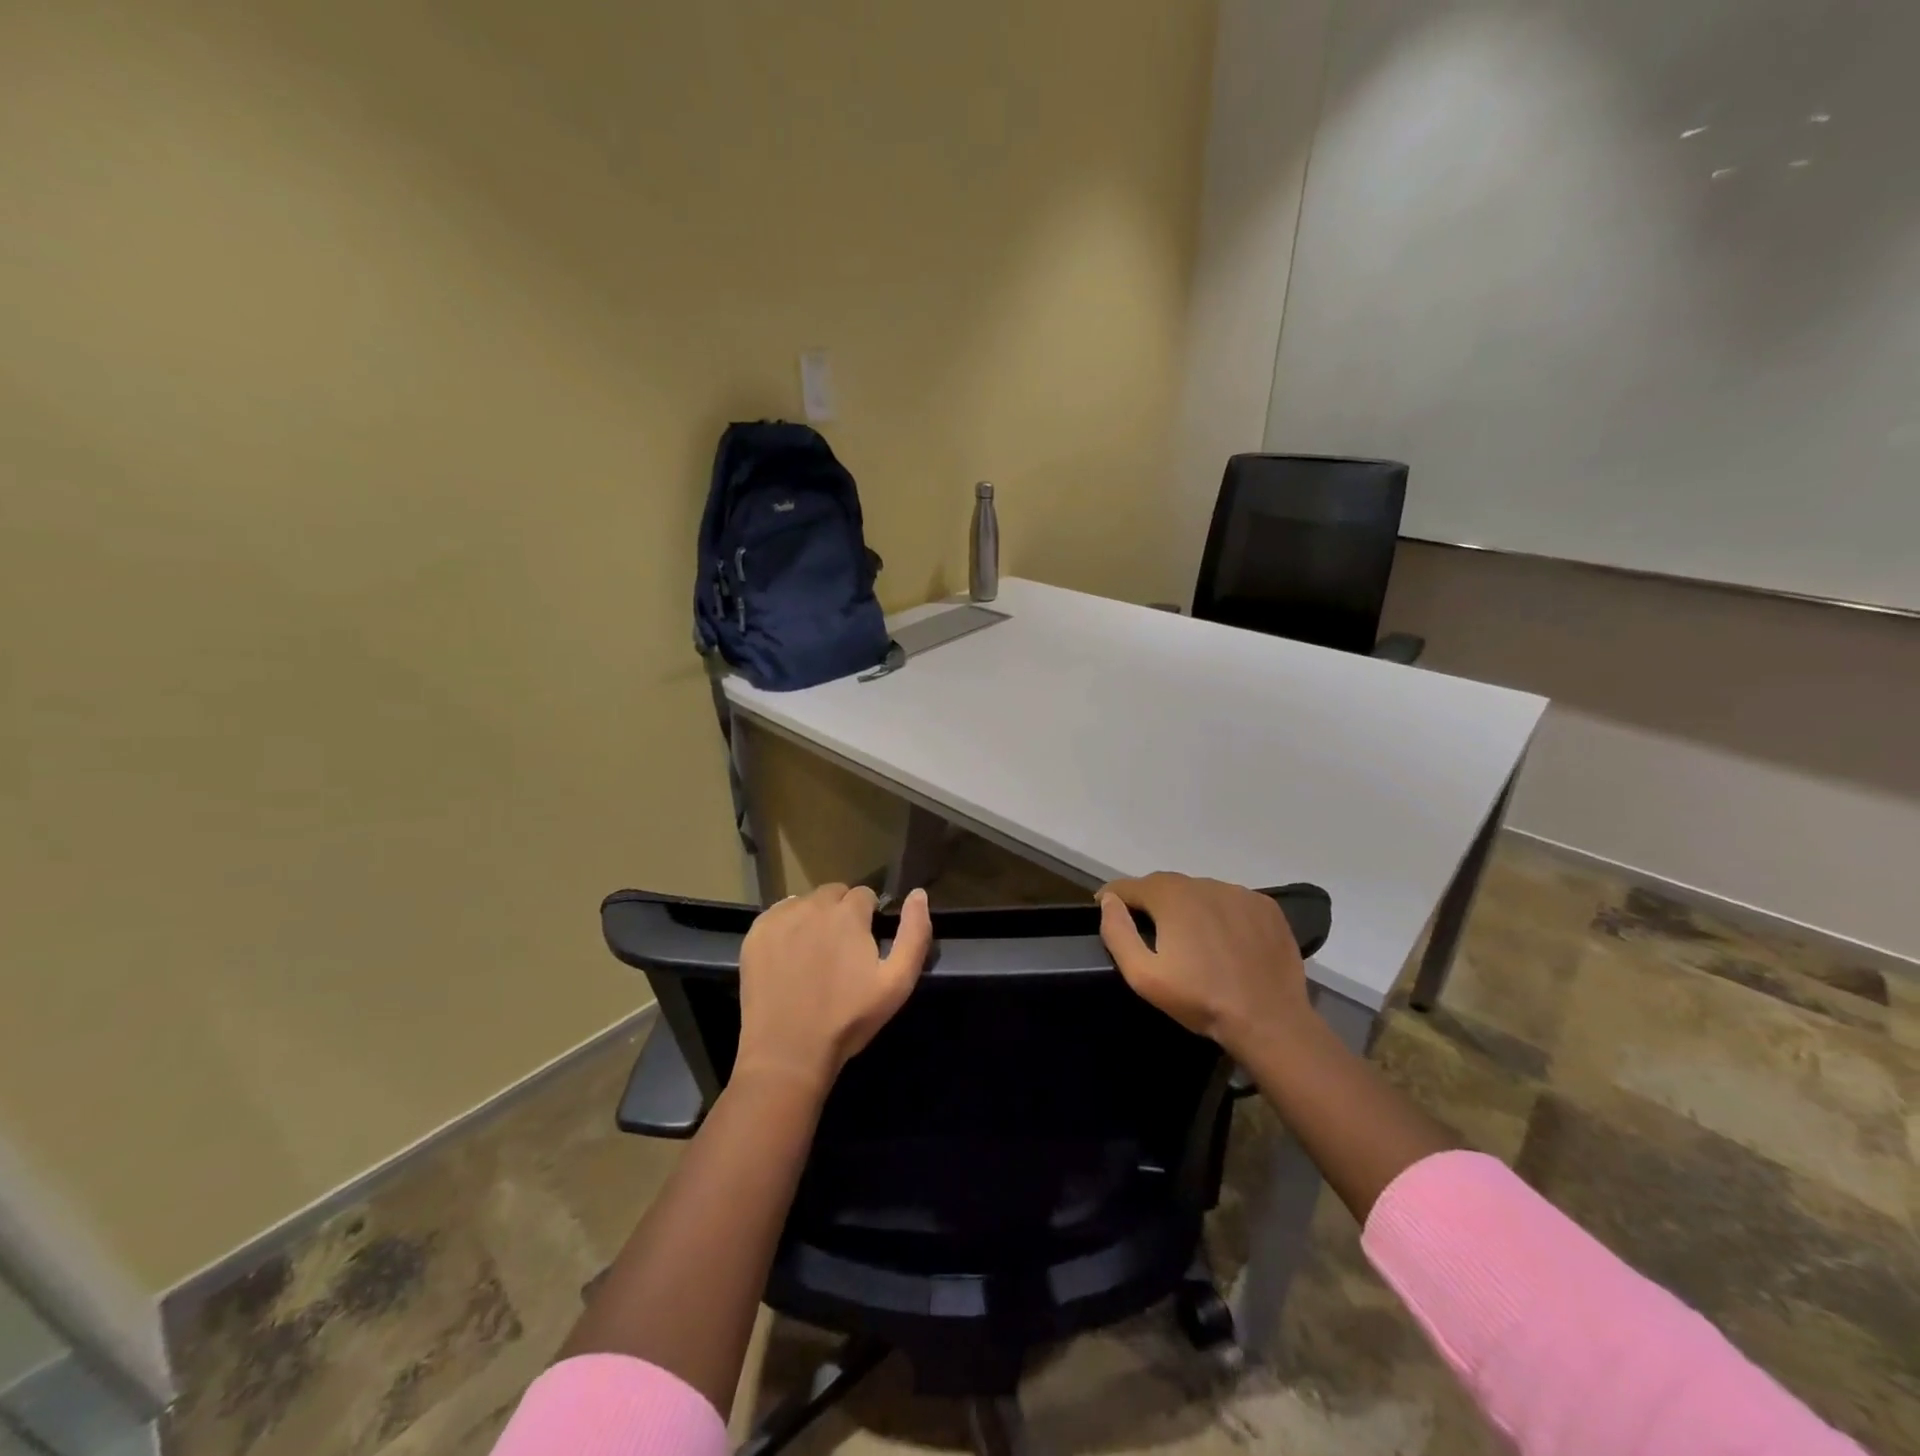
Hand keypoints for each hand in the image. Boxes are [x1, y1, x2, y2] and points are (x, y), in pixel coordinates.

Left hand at [734, 884, 932, 1092]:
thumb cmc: (848, 1019)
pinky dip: (787, 926)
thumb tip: (918, 894)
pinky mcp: (756, 933)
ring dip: (814, 917)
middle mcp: (813, 905)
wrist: (788, 1054)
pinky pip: (778, 914)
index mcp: (848, 913)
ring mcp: (780, 918)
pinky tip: (789, 956)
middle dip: (842, 913)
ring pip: (805, 902)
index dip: (869, 917)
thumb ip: (914, 933)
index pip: (864, 895)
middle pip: (834, 894)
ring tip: (814, 955)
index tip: (865, 945)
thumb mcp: (897, 983)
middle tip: (841, 952)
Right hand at [1098, 873, 1310, 1061]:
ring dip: (1187, 907)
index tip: (1105, 911)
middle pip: (1165, 885)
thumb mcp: (1144, 976)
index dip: (1113, 897)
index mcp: (1171, 896)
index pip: (1130, 885)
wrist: (1269, 1021)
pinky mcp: (1265, 907)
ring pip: (1199, 892)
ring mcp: (1239, 893)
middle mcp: (1204, 884)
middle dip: (1151, 902)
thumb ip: (1118, 933)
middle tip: (1148, 929)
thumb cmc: (1200, 1000)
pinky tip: (1224, 940)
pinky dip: (1220, 913)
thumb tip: (1109, 901)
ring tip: (1189, 937)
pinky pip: (1231, 902)